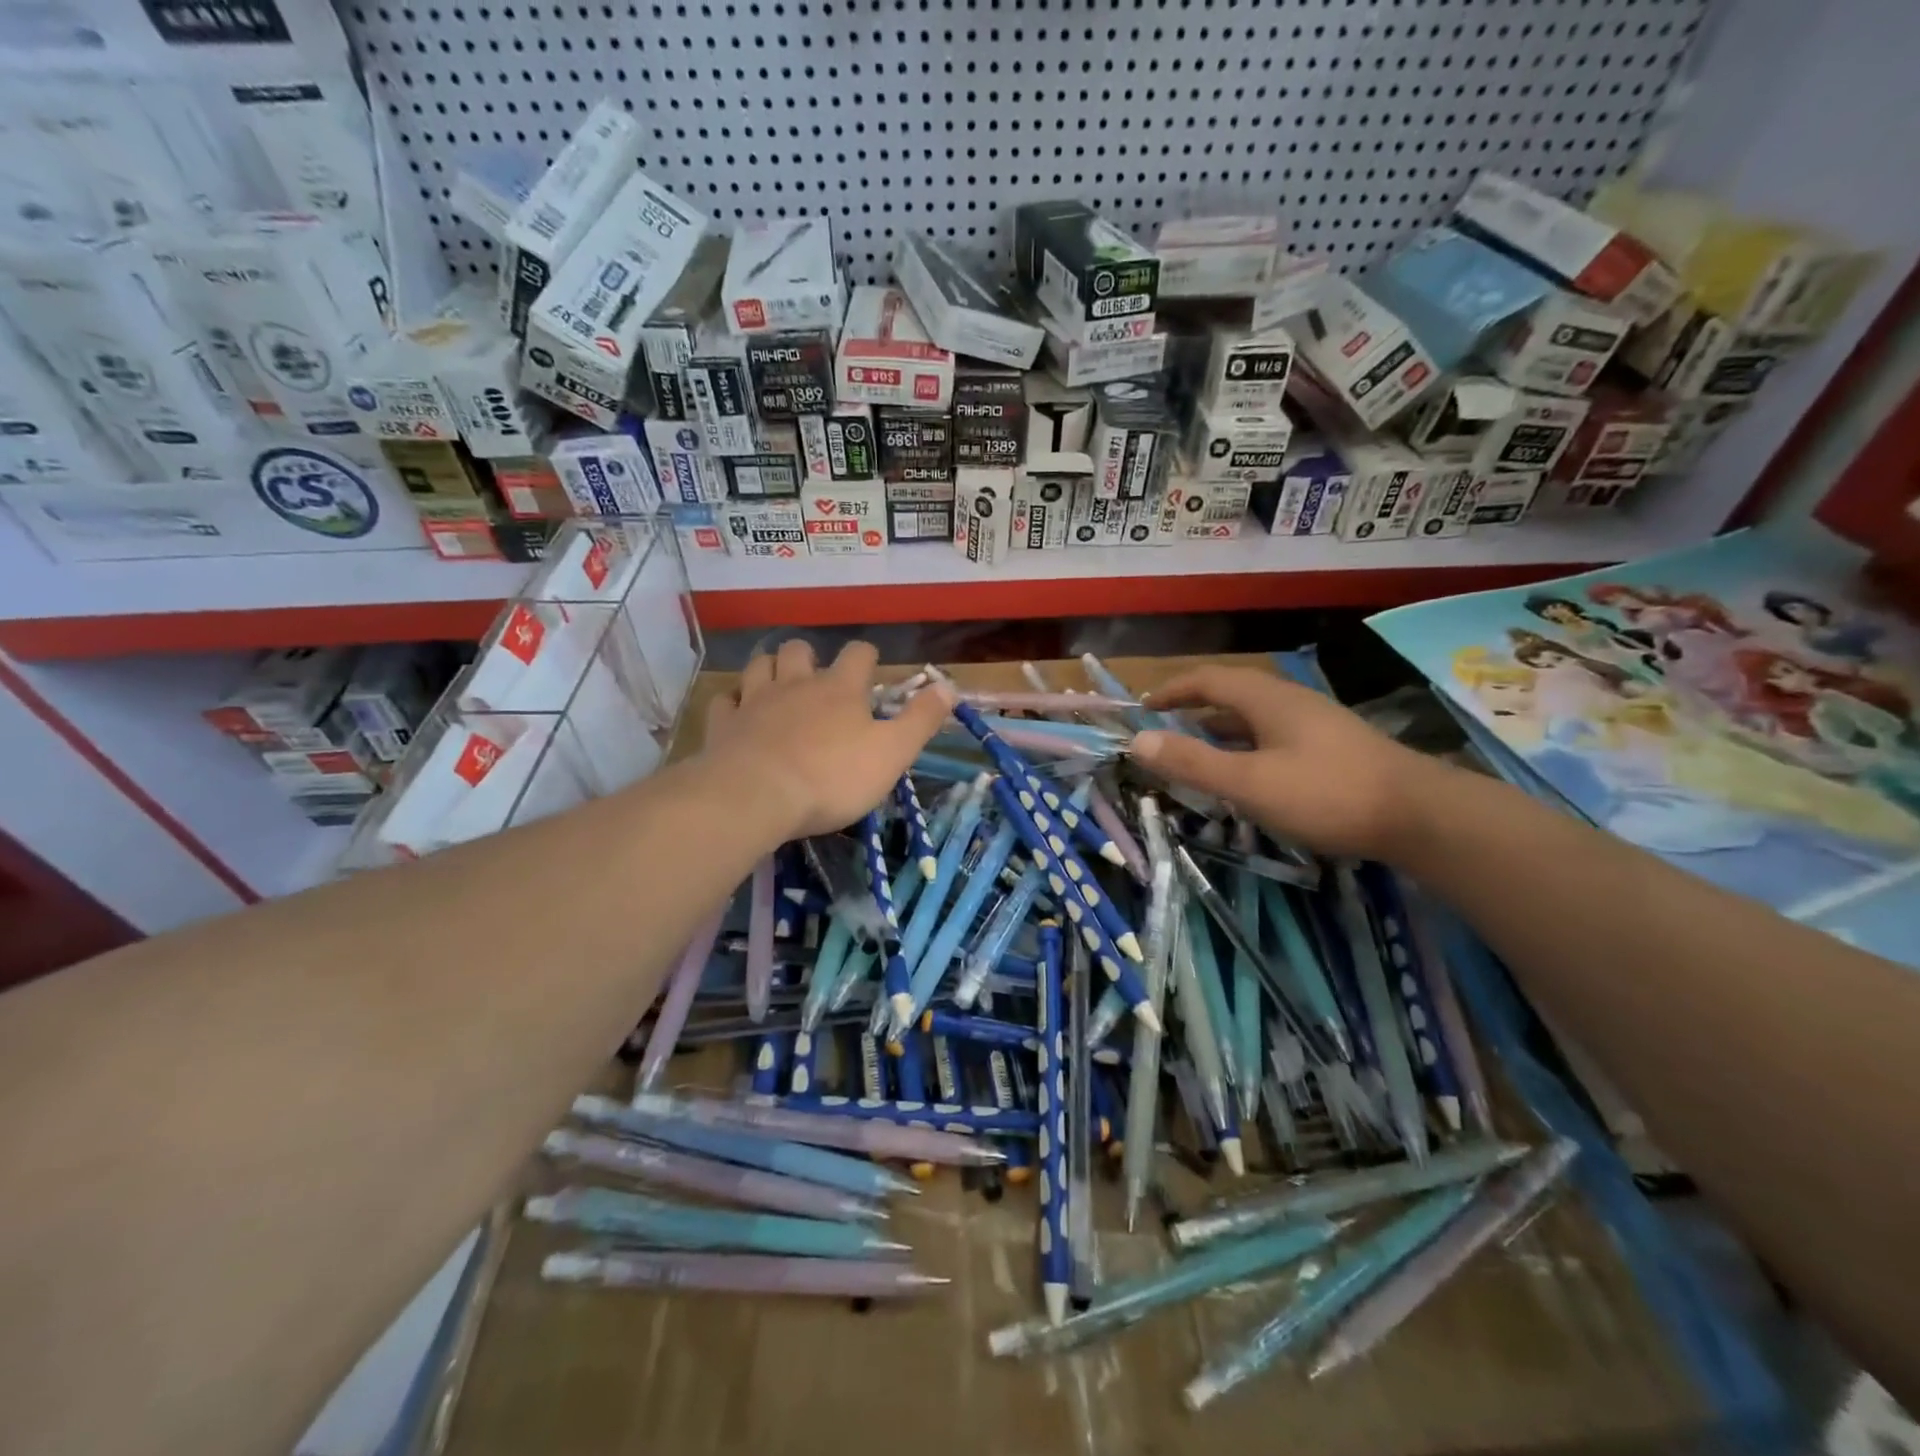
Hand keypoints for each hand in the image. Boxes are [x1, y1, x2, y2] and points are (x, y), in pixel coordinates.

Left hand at [704, 640, 953, 838]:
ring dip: (769, 669)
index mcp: (840, 690)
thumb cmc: (833, 777)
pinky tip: (739, 712)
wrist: (756, 797)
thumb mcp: (893, 752)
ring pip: (759, 665)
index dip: (866, 658)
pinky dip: (734, 701)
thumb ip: (921, 719)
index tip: (871, 672)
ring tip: (777, 686)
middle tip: (818, 681)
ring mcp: (755, 701)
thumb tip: (948, 685)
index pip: (858, 654)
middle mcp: (796, 684)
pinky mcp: (723, 724)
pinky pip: (726, 700)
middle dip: (810, 658)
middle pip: (799, 650)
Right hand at [1128, 665, 1441, 860]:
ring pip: (1254, 717)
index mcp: (1267, 699)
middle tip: (1164, 729)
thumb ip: (1193, 762)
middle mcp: (1289, 702)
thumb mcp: (1250, 782)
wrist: (1421, 816)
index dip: (1172, 690)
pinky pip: (1273, 737)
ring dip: (1220, 729)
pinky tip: (1247, 773)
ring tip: (1196, 750)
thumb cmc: (1327, 794)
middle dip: (1193, 708)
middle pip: (1231, 693)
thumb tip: (1138, 741)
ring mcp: (1315, 724)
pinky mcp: (1331, 749)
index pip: (1208, 679)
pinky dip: (1245, 747)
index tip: (1144, 706)